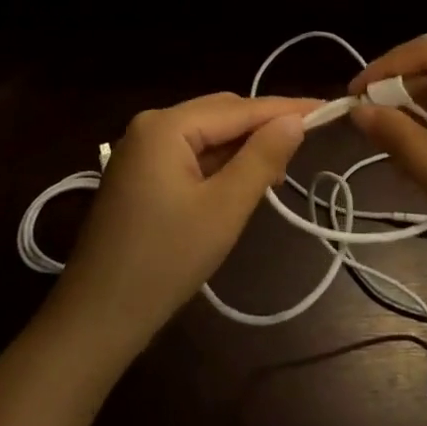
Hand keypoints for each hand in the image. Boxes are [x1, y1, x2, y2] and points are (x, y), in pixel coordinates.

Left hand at [46, 93, 313, 358]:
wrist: (97, 317)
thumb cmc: (165, 260)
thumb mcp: (224, 209)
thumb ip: (262, 158)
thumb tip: (294, 120)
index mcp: (166, 126)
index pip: (238, 108)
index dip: (285, 109)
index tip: (329, 109)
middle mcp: (150, 126)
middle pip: (220, 114)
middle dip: (263, 128)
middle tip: (307, 146)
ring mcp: (141, 151)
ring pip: (206, 136)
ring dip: (243, 149)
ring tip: (280, 171)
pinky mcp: (139, 175)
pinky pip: (190, 156)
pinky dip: (220, 165)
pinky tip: (243, 182)